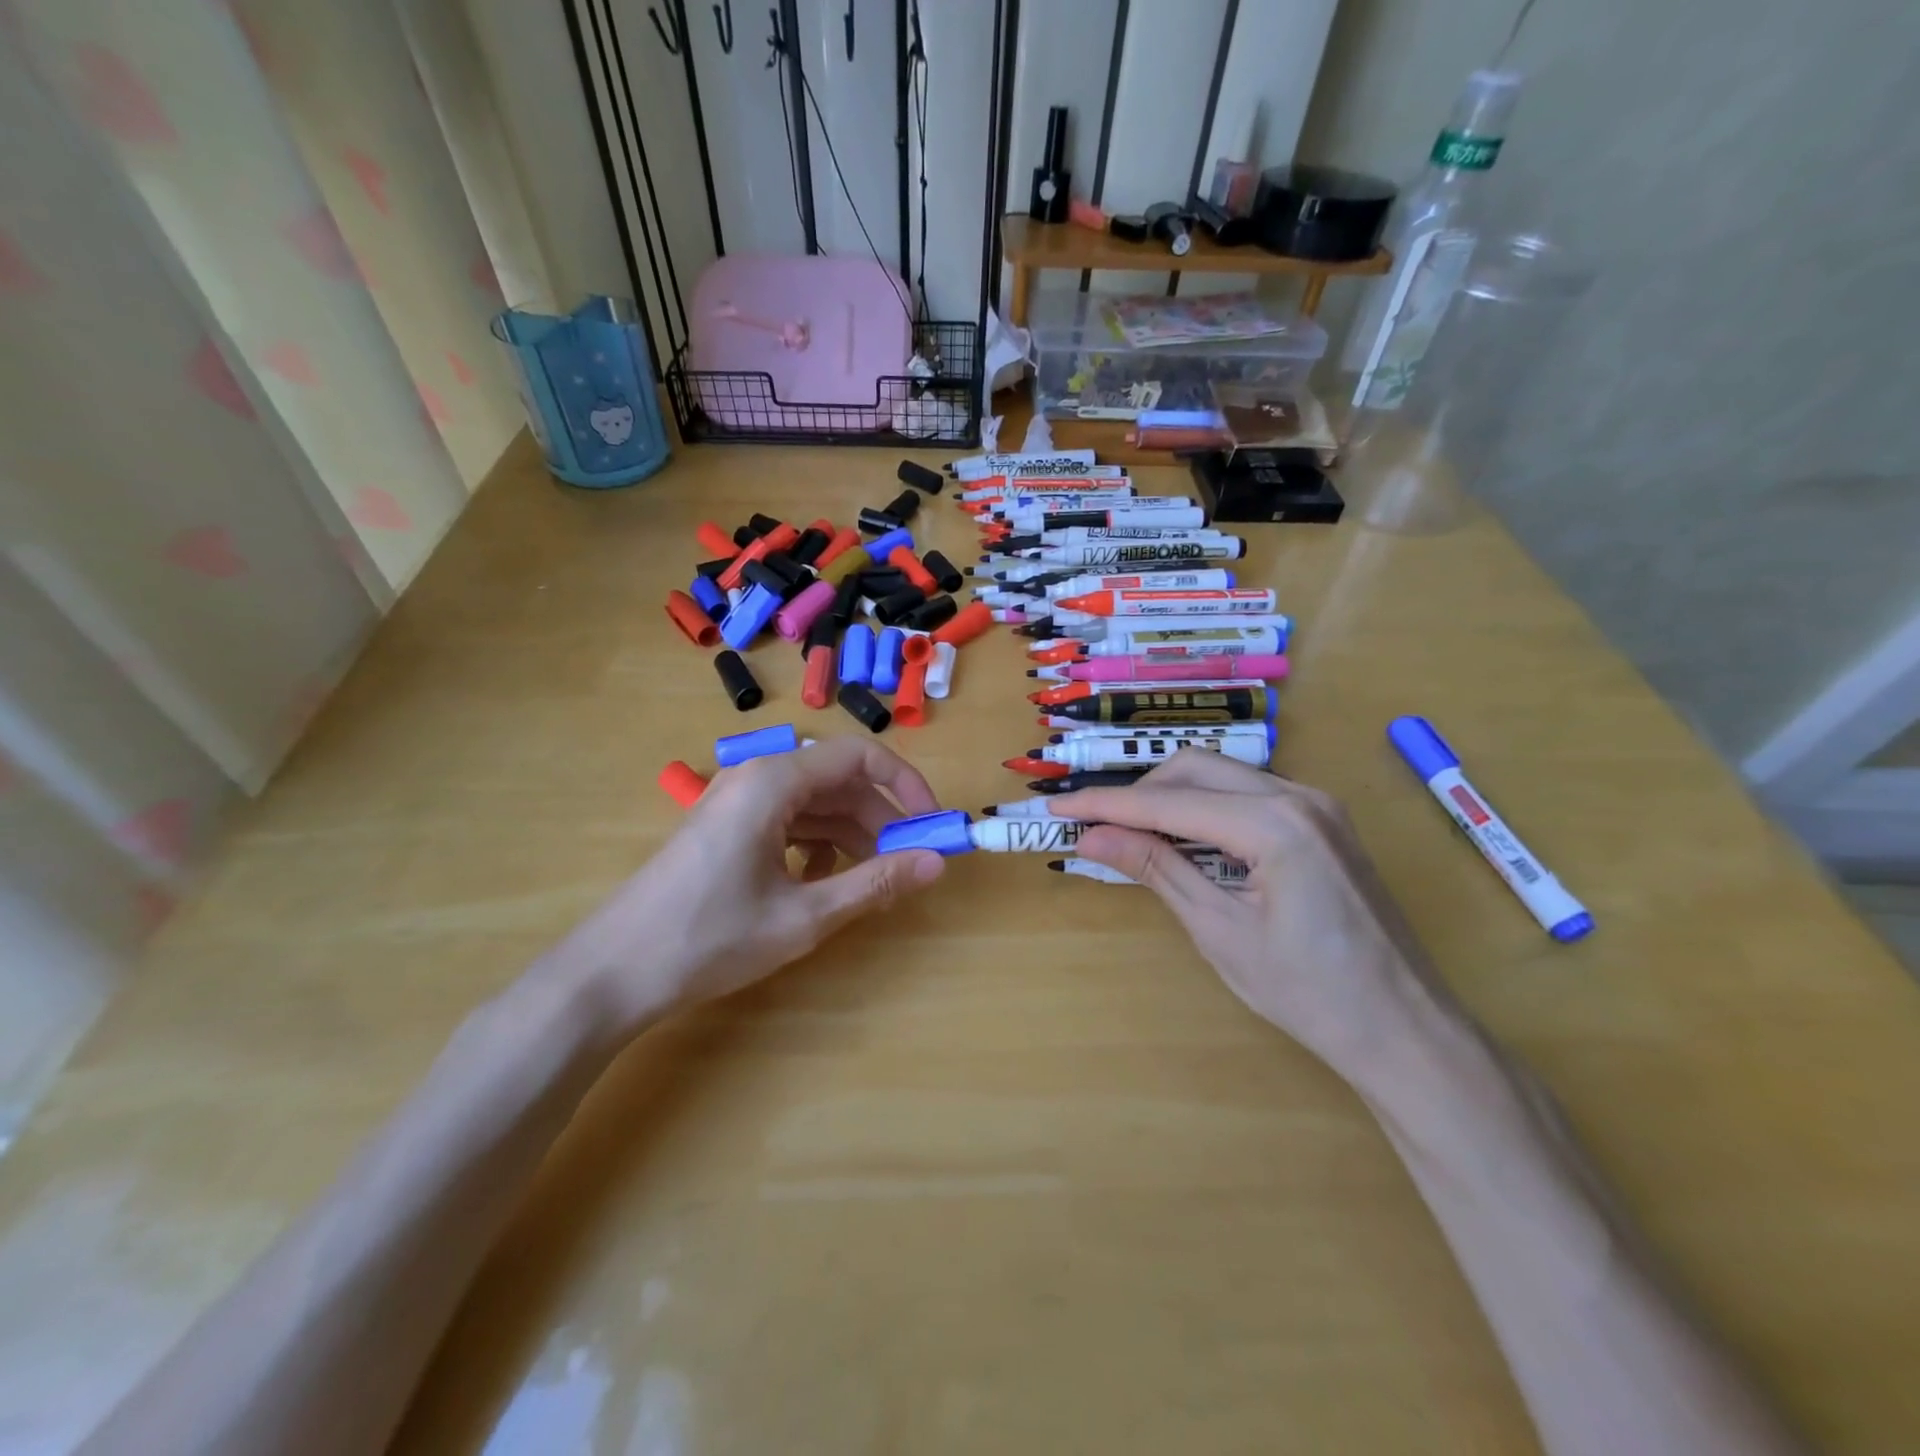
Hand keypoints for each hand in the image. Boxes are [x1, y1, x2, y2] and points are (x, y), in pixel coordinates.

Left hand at [556, 739, 945, 1025]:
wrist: (611, 972)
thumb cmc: (709, 939)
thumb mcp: (803, 916)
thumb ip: (874, 884)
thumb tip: (936, 864)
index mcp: (774, 781)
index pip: (859, 756)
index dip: (905, 785)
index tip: (932, 825)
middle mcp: (756, 777)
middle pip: (837, 781)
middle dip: (879, 819)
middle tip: (907, 863)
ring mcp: (736, 801)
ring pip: (814, 804)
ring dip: (850, 836)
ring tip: (869, 881)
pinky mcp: (726, 826)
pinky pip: (787, 821)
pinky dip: (815, 846)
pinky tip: (818, 884)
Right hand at [1054, 750, 1456, 1084]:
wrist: (1404, 1028)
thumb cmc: (1309, 994)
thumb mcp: (1219, 931)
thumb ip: (1155, 869)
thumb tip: (1091, 837)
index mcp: (1275, 824)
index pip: (1169, 802)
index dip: (1107, 805)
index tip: (1057, 808)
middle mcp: (1298, 796)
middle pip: (1194, 769)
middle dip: (1139, 793)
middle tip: (1098, 830)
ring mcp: (1316, 804)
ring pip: (1221, 775)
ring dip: (1170, 797)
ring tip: (1133, 837)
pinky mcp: (1322, 820)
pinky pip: (1247, 794)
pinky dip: (1205, 808)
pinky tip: (1185, 841)